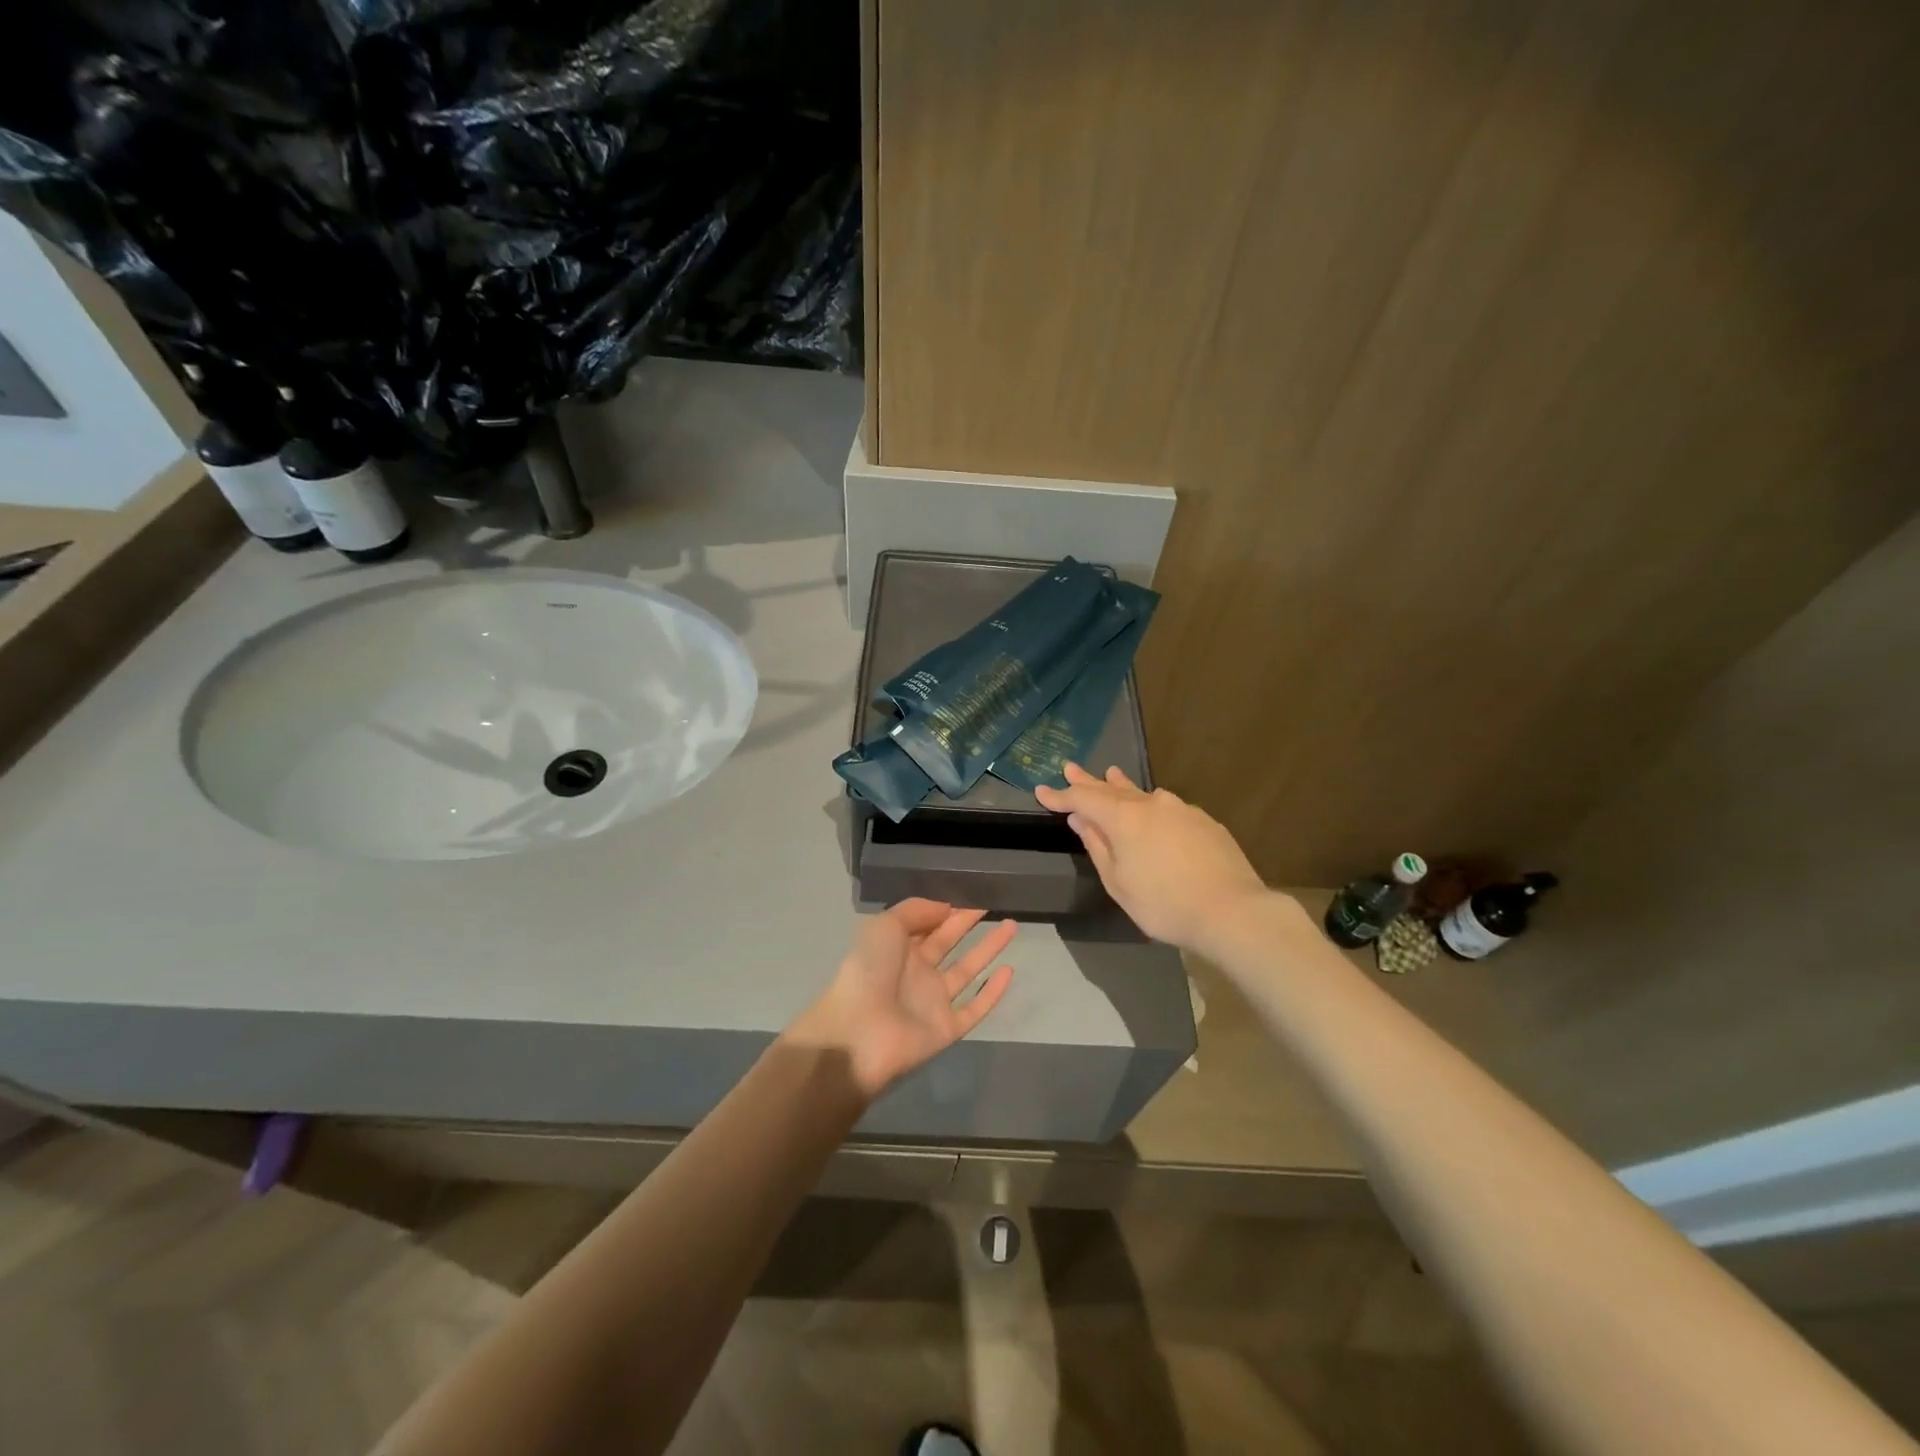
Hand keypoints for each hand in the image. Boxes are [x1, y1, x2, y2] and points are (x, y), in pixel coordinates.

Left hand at [790, 900, 1016, 1099]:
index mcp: (897, 948)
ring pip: (967, 970)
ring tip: (1011, 926)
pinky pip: (975, 1007)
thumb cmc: (868, 971)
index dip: (946, 909)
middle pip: (948, 942)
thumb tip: (947, 907)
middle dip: (968, 923)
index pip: (927, 924)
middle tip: (993, 904)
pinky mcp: (947, 1028)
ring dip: (989, 949)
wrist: (859, 1033)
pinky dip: (992, 992)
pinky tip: (1009, 971)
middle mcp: (917, 972)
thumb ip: (916, 911)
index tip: (970, 893)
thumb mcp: (885, 925)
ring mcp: (933, 1001)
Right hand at [1036, 762, 1270, 950]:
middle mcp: (1151, 804)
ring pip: (1143, 793)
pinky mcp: (1204, 821)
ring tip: (1110, 775)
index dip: (1060, 796)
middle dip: (1088, 780)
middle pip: (1112, 788)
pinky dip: (1150, 804)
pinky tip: (1152, 808)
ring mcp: (1181, 809)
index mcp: (1123, 818)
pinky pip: (1167, 806)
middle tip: (1070, 767)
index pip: (1083, 799)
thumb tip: (1081, 820)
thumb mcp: (1119, 883)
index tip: (1041, 791)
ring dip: (1121, 785)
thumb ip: (1097, 846)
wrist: (1232, 911)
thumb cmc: (1164, 904)